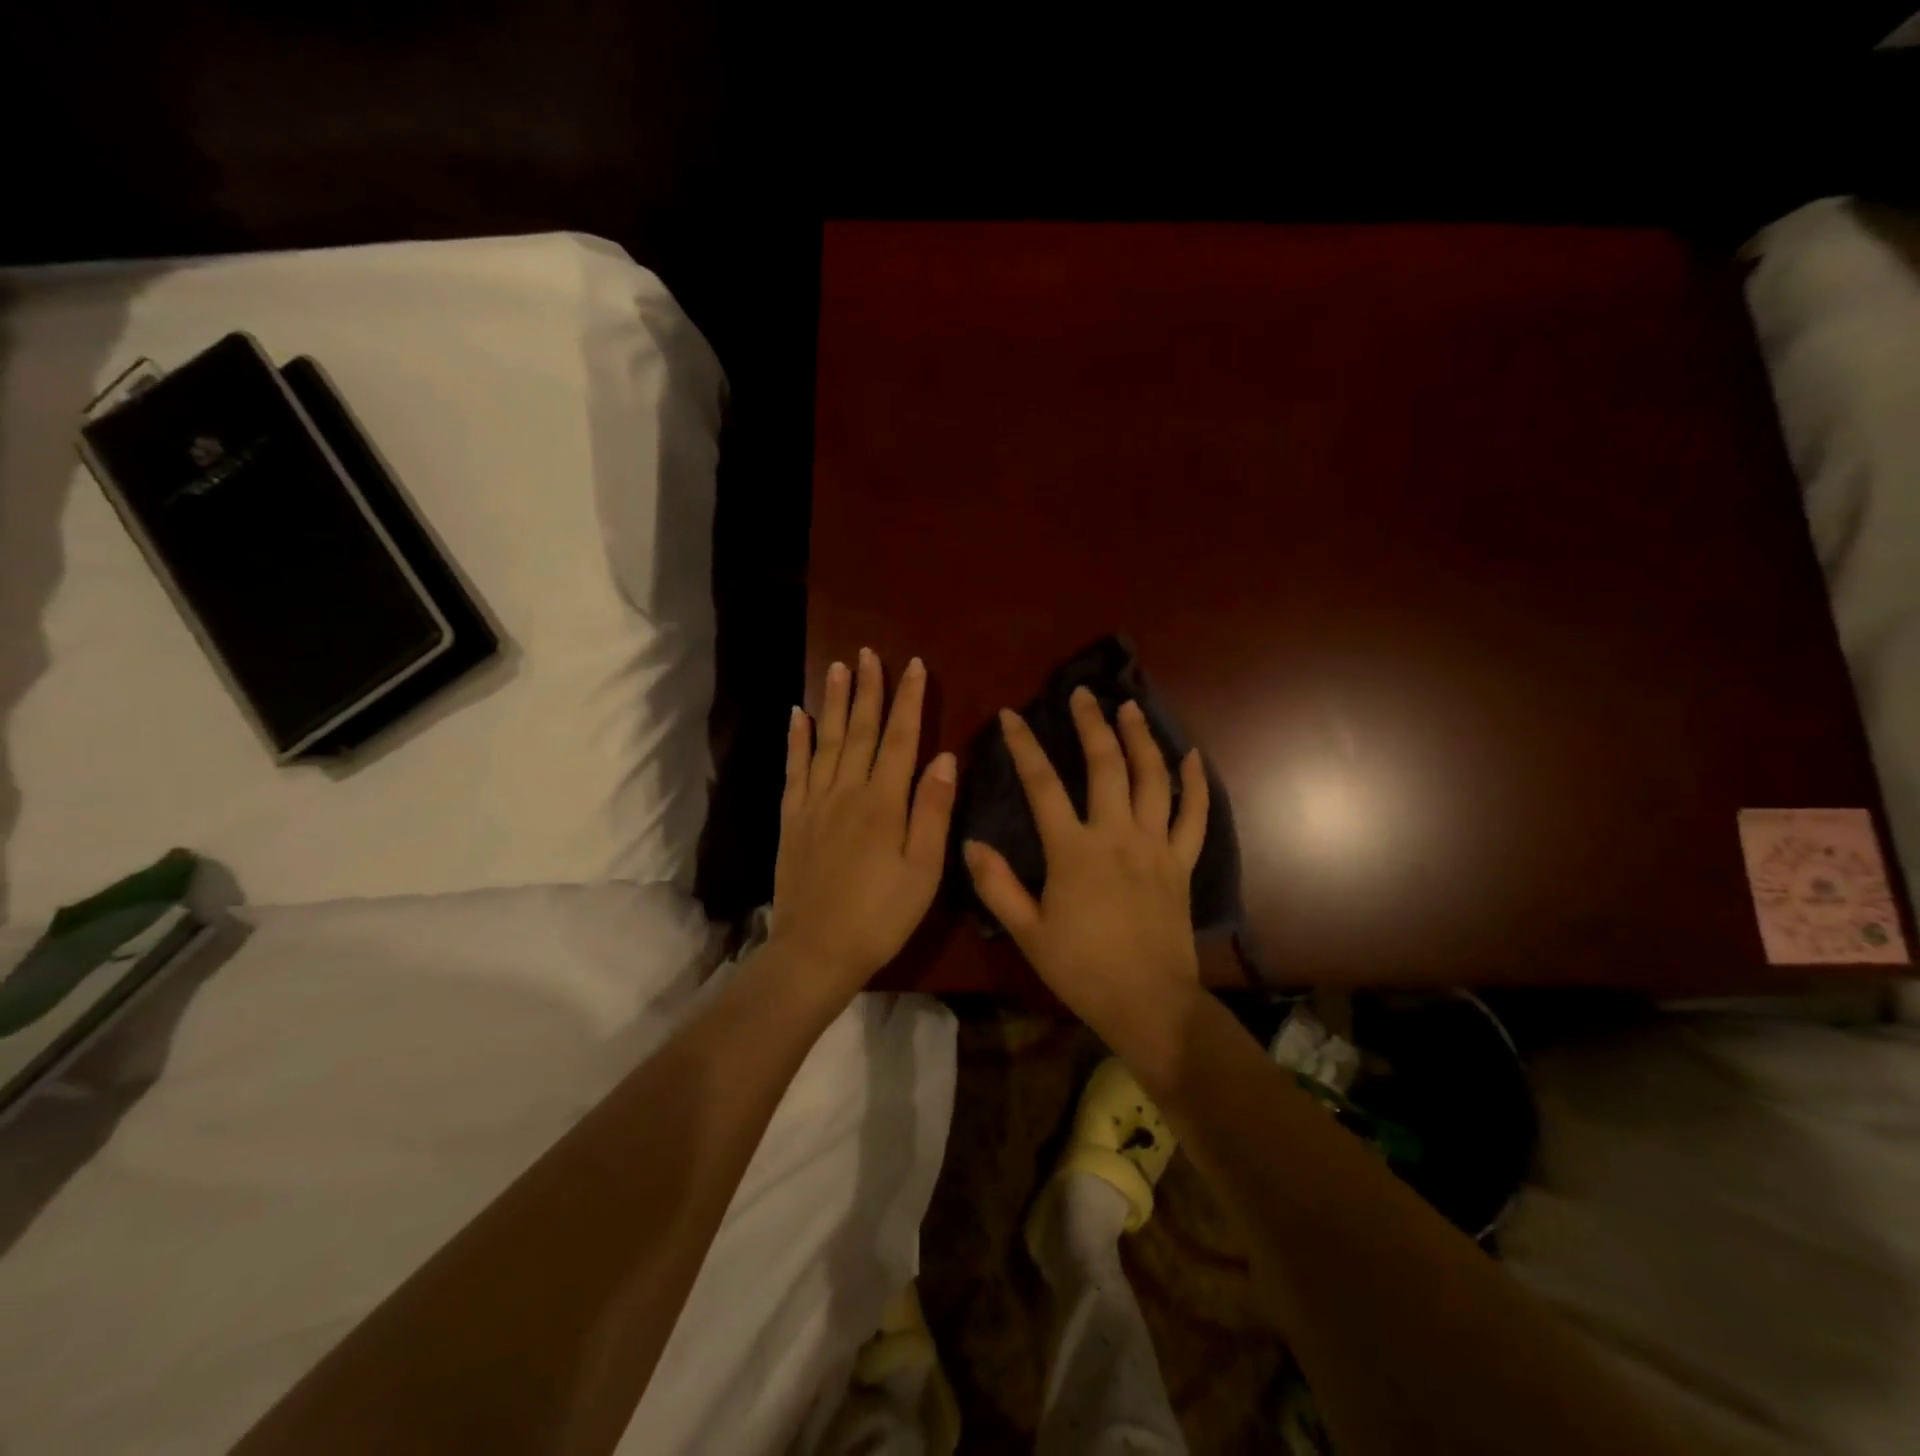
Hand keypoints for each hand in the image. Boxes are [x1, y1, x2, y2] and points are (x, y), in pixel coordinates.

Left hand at [769, 649, 956, 1001]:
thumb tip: (944, 756)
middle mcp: (846, 792)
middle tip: (868, 653)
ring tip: (837, 667)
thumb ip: (933, 810)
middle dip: (867, 689)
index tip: (912, 666)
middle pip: (859, 730)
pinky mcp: (791, 819)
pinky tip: (795, 715)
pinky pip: (793, 769)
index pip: (899, 739)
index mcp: (883, 802)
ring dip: (832, 702)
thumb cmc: (881, 915)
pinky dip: (795, 740)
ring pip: (825, 741)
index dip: (907, 700)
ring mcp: (814, 803)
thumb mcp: (923, 869)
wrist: (816, 951)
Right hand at [963, 687, 1208, 1037]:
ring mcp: (1155, 846)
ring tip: (1130, 708)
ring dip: (1142, 739)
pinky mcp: (1181, 862)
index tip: (1012, 715)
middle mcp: (1117, 835)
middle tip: (1083, 694)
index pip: (1042, 784)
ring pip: (1152, 779)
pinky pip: (1195, 816)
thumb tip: (970, 842)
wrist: (1148, 1003)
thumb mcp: (1028, 931)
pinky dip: (1196, 784)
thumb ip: (997, 884)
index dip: (1024, 745)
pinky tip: (1193, 758)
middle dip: (1091, 724)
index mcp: (1074, 850)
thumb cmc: (1082, 969)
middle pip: (1106, 765)